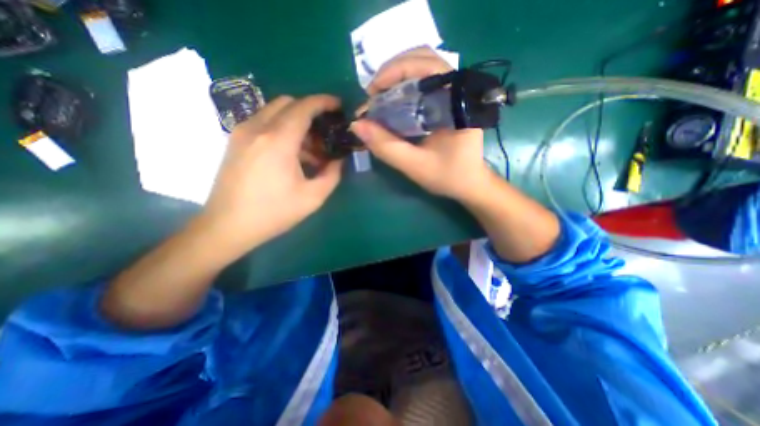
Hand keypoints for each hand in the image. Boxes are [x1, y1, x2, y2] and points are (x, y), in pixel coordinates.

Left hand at [201, 96, 343, 251]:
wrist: (228, 226)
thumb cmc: (274, 212)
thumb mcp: (313, 197)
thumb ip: (332, 175)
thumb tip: (339, 160)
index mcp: (278, 141)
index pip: (304, 107)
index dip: (323, 102)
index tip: (338, 106)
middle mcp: (258, 128)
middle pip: (288, 103)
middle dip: (311, 112)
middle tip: (325, 133)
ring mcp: (242, 132)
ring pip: (275, 111)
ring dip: (296, 122)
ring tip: (311, 150)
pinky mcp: (236, 141)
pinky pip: (263, 122)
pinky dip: (282, 129)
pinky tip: (291, 154)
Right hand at [352, 46, 492, 199]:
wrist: (469, 183)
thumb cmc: (448, 176)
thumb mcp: (415, 165)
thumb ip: (386, 146)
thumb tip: (357, 125)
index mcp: (455, 102)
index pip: (426, 65)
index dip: (394, 72)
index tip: (371, 93)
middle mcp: (457, 89)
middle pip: (422, 58)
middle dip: (392, 72)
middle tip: (373, 96)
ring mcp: (453, 93)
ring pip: (422, 67)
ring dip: (396, 77)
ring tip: (380, 98)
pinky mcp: (447, 101)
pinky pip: (424, 81)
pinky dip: (404, 86)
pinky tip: (393, 103)